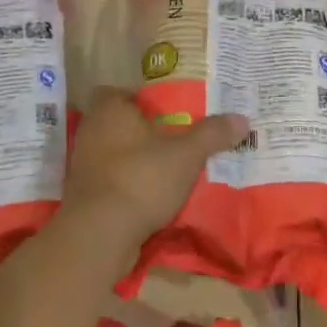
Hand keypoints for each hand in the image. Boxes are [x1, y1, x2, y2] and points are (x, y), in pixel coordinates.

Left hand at [59, 86, 248, 249]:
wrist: (100, 235)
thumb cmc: (141, 178)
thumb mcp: (187, 154)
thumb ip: (213, 134)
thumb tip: (242, 119)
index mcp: (110, 110)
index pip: (118, 92)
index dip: (139, 99)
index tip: (165, 110)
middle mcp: (91, 132)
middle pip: (119, 123)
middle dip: (144, 131)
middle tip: (175, 137)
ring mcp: (83, 166)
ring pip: (115, 154)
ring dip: (137, 160)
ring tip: (169, 167)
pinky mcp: (84, 196)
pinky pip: (111, 181)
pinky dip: (128, 185)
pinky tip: (153, 195)